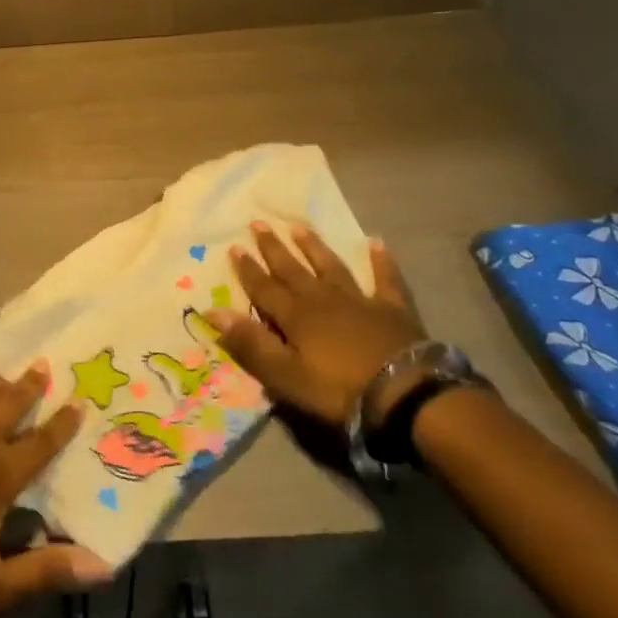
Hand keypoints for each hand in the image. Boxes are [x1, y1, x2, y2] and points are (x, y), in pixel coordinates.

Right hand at [209, 223, 426, 427]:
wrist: (405, 394)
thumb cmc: (339, 390)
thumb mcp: (286, 376)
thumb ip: (250, 343)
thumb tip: (212, 312)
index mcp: (295, 316)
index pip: (264, 288)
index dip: (248, 269)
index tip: (234, 247)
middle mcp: (322, 299)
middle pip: (293, 270)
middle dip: (274, 248)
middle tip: (259, 223)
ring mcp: (359, 300)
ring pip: (330, 266)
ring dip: (314, 247)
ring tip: (299, 227)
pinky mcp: (392, 310)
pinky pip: (385, 279)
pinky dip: (381, 261)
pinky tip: (376, 242)